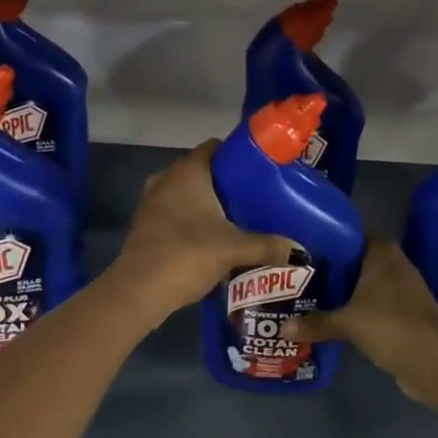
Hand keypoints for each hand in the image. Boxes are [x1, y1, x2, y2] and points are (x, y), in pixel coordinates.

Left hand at [107, 141, 287, 329]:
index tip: (258, 170)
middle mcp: (166, 178)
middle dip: (224, 183)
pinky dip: (190, 221)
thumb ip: (267, 246)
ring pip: (185, 194)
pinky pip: (174, 213)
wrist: (139, 290)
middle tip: (252, 197)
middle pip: (201, 171)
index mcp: (188, 171)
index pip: (214, 147)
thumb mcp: (234, 249)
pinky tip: (210, 239)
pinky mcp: (144, 225)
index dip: (236, 155)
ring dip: (206, 204)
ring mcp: (151, 202)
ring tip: (234, 219)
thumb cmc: (188, 253)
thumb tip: (298, 249)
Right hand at [287, 238, 437, 411]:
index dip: (325, 235)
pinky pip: (370, 302)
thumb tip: (283, 327)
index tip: (299, 242)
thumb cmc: (392, 326)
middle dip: (327, 265)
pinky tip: (329, 315)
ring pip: (361, 282)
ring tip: (305, 292)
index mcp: (380, 251)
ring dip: (340, 289)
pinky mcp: (401, 312)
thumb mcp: (348, 323)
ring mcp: (399, 288)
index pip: (348, 231)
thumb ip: (316, 322)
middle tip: (294, 269)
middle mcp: (391, 263)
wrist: (436, 363)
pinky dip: (353, 308)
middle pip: (353, 258)